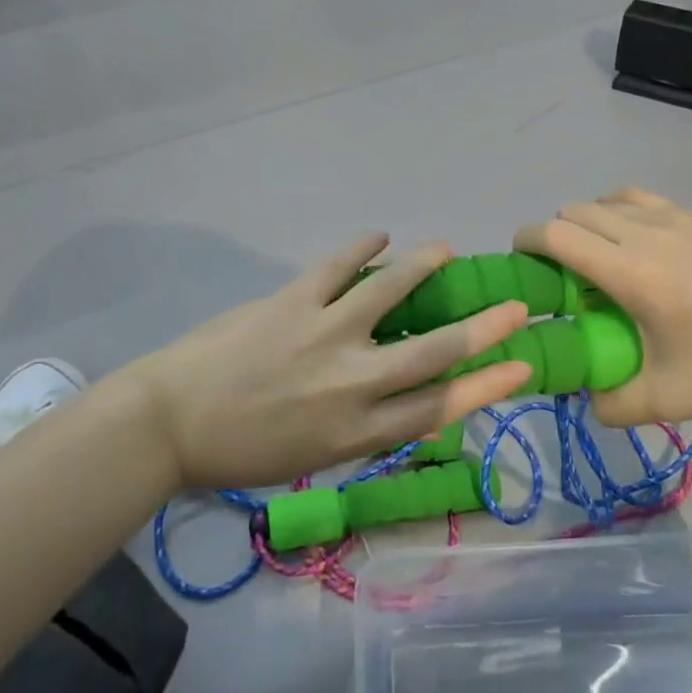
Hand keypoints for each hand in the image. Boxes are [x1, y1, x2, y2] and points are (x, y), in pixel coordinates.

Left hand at [116, 236, 531, 488]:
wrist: (170, 424)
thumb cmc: (241, 451)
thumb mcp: (312, 457)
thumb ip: (360, 426)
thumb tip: (398, 393)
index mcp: (355, 432)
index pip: (438, 407)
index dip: (486, 385)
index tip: (521, 365)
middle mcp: (351, 383)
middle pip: (433, 352)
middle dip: (483, 329)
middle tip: (515, 307)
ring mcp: (323, 335)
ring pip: (390, 293)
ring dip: (424, 266)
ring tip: (447, 248)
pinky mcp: (292, 301)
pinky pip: (337, 266)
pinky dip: (362, 247)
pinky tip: (380, 235)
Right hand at [515, 189, 691, 426]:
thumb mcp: (669, 398)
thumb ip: (613, 404)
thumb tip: (585, 397)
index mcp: (629, 271)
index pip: (555, 234)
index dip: (526, 241)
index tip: (521, 262)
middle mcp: (644, 231)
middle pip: (573, 211)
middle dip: (554, 235)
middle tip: (562, 271)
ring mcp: (674, 216)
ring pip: (605, 199)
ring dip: (588, 220)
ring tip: (599, 255)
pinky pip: (639, 198)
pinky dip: (620, 211)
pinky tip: (636, 240)